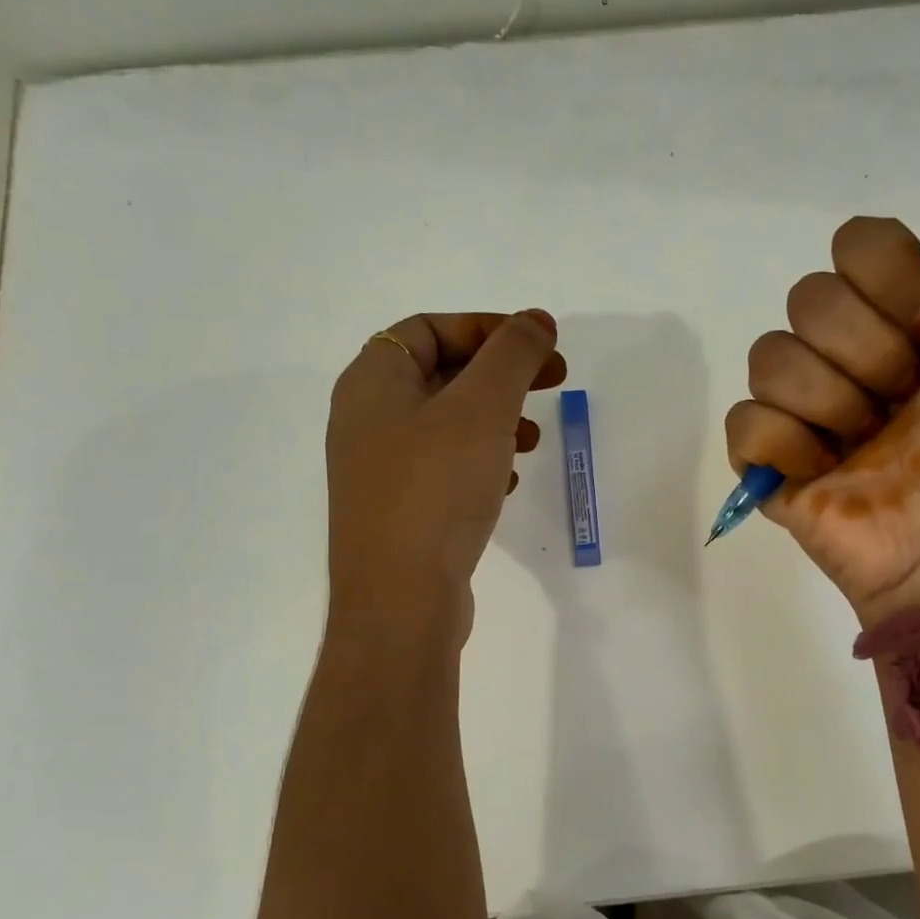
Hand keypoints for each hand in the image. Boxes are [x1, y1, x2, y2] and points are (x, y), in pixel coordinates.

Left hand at [326, 310, 566, 632]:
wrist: (400, 598)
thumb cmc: (437, 487)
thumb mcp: (482, 407)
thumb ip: (513, 355)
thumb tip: (536, 320)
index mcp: (372, 381)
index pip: (431, 328)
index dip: (489, 328)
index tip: (541, 345)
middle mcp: (366, 419)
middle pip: (440, 374)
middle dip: (501, 375)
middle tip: (553, 382)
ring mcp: (379, 469)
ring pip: (446, 425)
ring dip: (495, 420)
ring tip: (534, 438)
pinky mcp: (398, 510)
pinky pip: (443, 468)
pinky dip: (480, 462)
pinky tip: (509, 482)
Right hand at [723, 134, 919, 624]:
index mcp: (901, 313)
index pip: (857, 243)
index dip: (893, 285)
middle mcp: (844, 350)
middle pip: (808, 298)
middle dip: (867, 356)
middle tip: (903, 405)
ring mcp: (799, 406)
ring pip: (769, 357)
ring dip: (830, 406)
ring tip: (865, 447)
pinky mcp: (765, 458)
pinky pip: (744, 421)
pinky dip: (787, 447)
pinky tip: (824, 473)